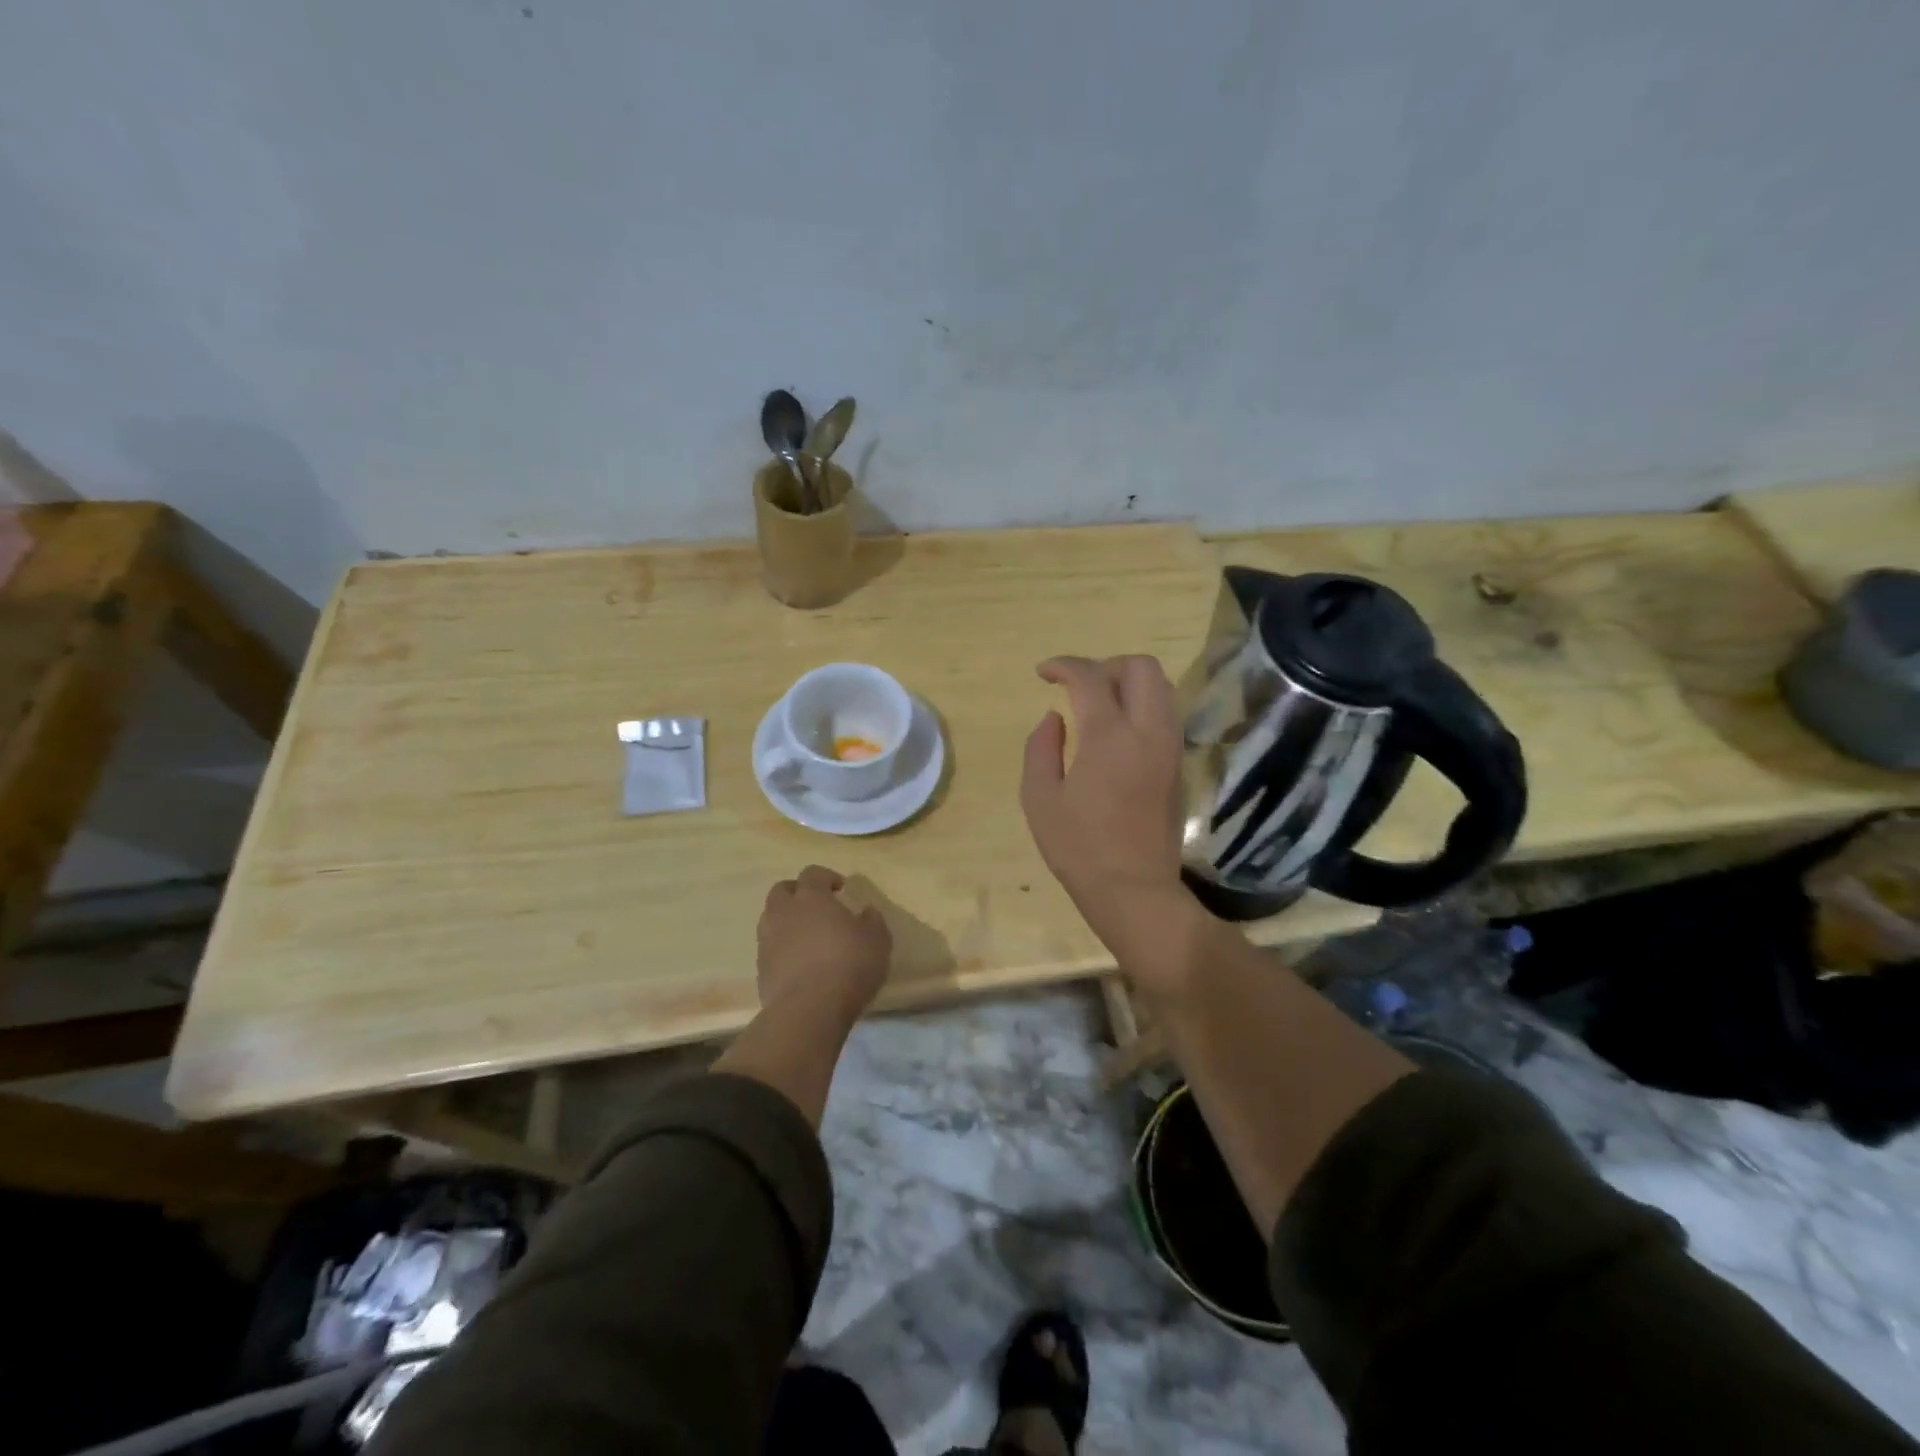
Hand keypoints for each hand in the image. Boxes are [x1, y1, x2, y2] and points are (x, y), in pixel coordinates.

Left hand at [756, 865, 891, 1023]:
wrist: (808, 1010)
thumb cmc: (848, 965)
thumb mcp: (877, 940)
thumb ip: (872, 920)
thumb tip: (866, 912)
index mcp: (811, 897)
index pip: (812, 873)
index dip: (827, 877)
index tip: (841, 889)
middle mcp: (783, 912)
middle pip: (782, 891)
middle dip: (798, 893)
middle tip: (818, 907)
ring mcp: (767, 941)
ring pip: (772, 920)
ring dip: (788, 922)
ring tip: (809, 938)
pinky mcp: (761, 969)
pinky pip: (771, 949)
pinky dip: (784, 950)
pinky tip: (802, 965)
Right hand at [1020, 656, 1203, 976]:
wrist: (1133, 889)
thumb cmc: (1078, 847)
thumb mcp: (1040, 798)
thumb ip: (1040, 748)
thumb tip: (1054, 717)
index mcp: (1109, 737)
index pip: (1090, 677)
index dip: (1064, 665)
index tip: (1043, 673)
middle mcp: (1148, 732)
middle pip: (1141, 667)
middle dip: (1105, 664)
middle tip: (1078, 686)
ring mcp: (1169, 747)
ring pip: (1161, 687)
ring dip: (1128, 683)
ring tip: (1097, 704)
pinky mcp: (1178, 764)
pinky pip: (1165, 714)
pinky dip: (1142, 705)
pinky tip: (1116, 730)